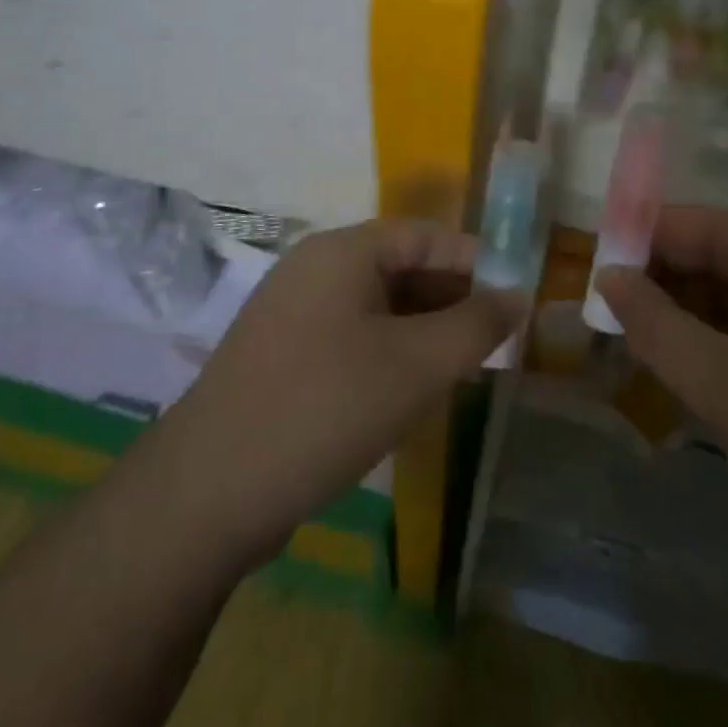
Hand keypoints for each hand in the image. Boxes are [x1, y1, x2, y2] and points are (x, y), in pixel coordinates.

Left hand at [148, 220, 525, 570]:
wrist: (209, 491)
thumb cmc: (325, 408)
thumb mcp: (416, 366)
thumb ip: (475, 325)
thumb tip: (518, 295)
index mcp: (342, 251)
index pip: (426, 235)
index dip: (477, 261)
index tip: (517, 299)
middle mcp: (314, 268)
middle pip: (400, 266)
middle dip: (451, 299)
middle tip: (495, 341)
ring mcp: (292, 312)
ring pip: (376, 305)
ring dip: (423, 329)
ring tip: (463, 368)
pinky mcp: (282, 354)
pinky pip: (351, 335)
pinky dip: (389, 352)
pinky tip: (410, 390)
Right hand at [596, 206, 727, 536]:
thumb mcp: (727, 387)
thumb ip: (658, 326)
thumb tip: (607, 277)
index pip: (713, 227)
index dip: (652, 234)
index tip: (599, 255)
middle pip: (724, 259)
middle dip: (664, 275)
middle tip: (608, 299)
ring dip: (683, 310)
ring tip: (629, 329)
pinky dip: (709, 342)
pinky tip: (674, 360)